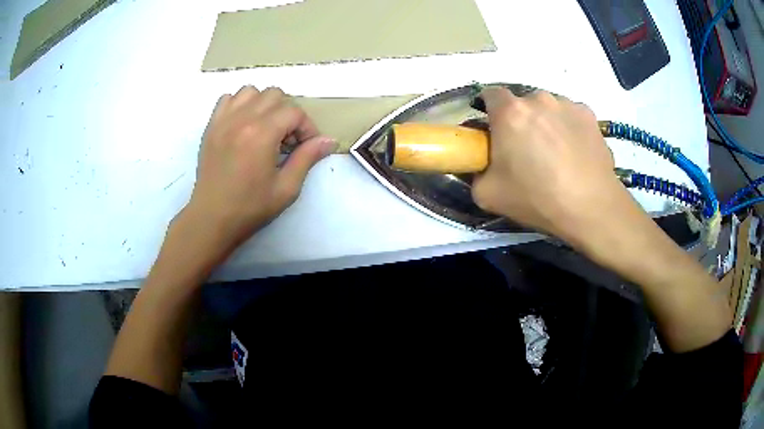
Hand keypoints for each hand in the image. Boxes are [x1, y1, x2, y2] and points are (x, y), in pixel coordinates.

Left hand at [172, 86, 335, 265]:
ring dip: (264, 104)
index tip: (306, 147)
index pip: (294, 112)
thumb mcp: (286, 188)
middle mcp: (242, 119)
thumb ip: (307, 158)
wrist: (212, 218)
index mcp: (262, 134)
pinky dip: (240, 104)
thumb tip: (330, 140)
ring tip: (265, 127)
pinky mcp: (211, 126)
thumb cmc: (250, 207)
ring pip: (251, 91)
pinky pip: (228, 98)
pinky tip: (244, 125)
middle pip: (274, 95)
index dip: (307, 127)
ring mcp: (223, 120)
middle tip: (286, 139)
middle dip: (287, 113)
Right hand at [472, 87, 625, 241]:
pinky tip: (575, 153)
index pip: (490, 94)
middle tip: (527, 150)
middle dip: (520, 120)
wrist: (591, 207)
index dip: (490, 111)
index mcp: (510, 112)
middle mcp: (538, 98)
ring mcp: (567, 104)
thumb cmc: (538, 199)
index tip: (495, 132)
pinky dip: (568, 128)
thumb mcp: (488, 195)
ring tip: (556, 154)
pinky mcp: (589, 115)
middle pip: (522, 103)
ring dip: (546, 123)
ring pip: (548, 108)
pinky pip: (570, 116)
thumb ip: (476, 172)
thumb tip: (481, 164)